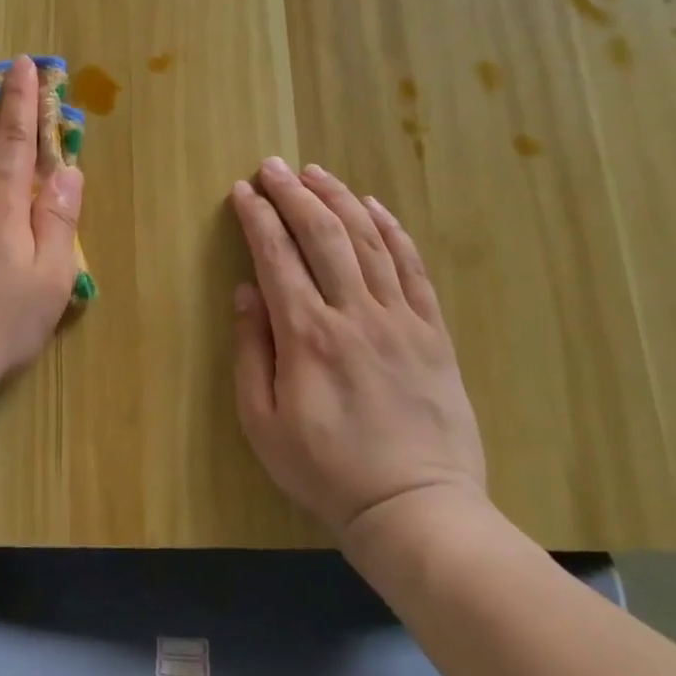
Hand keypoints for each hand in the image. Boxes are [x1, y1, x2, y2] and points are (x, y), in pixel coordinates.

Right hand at [228, 158, 485, 536]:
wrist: (416, 509)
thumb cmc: (327, 470)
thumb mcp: (263, 423)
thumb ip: (252, 352)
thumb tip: (246, 292)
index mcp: (307, 336)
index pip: (276, 257)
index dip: (257, 217)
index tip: (242, 190)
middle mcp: (353, 314)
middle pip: (322, 235)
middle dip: (293, 193)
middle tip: (272, 166)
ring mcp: (400, 319)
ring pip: (367, 241)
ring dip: (338, 199)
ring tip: (316, 171)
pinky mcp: (433, 332)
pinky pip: (412, 268)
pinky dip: (392, 230)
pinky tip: (374, 206)